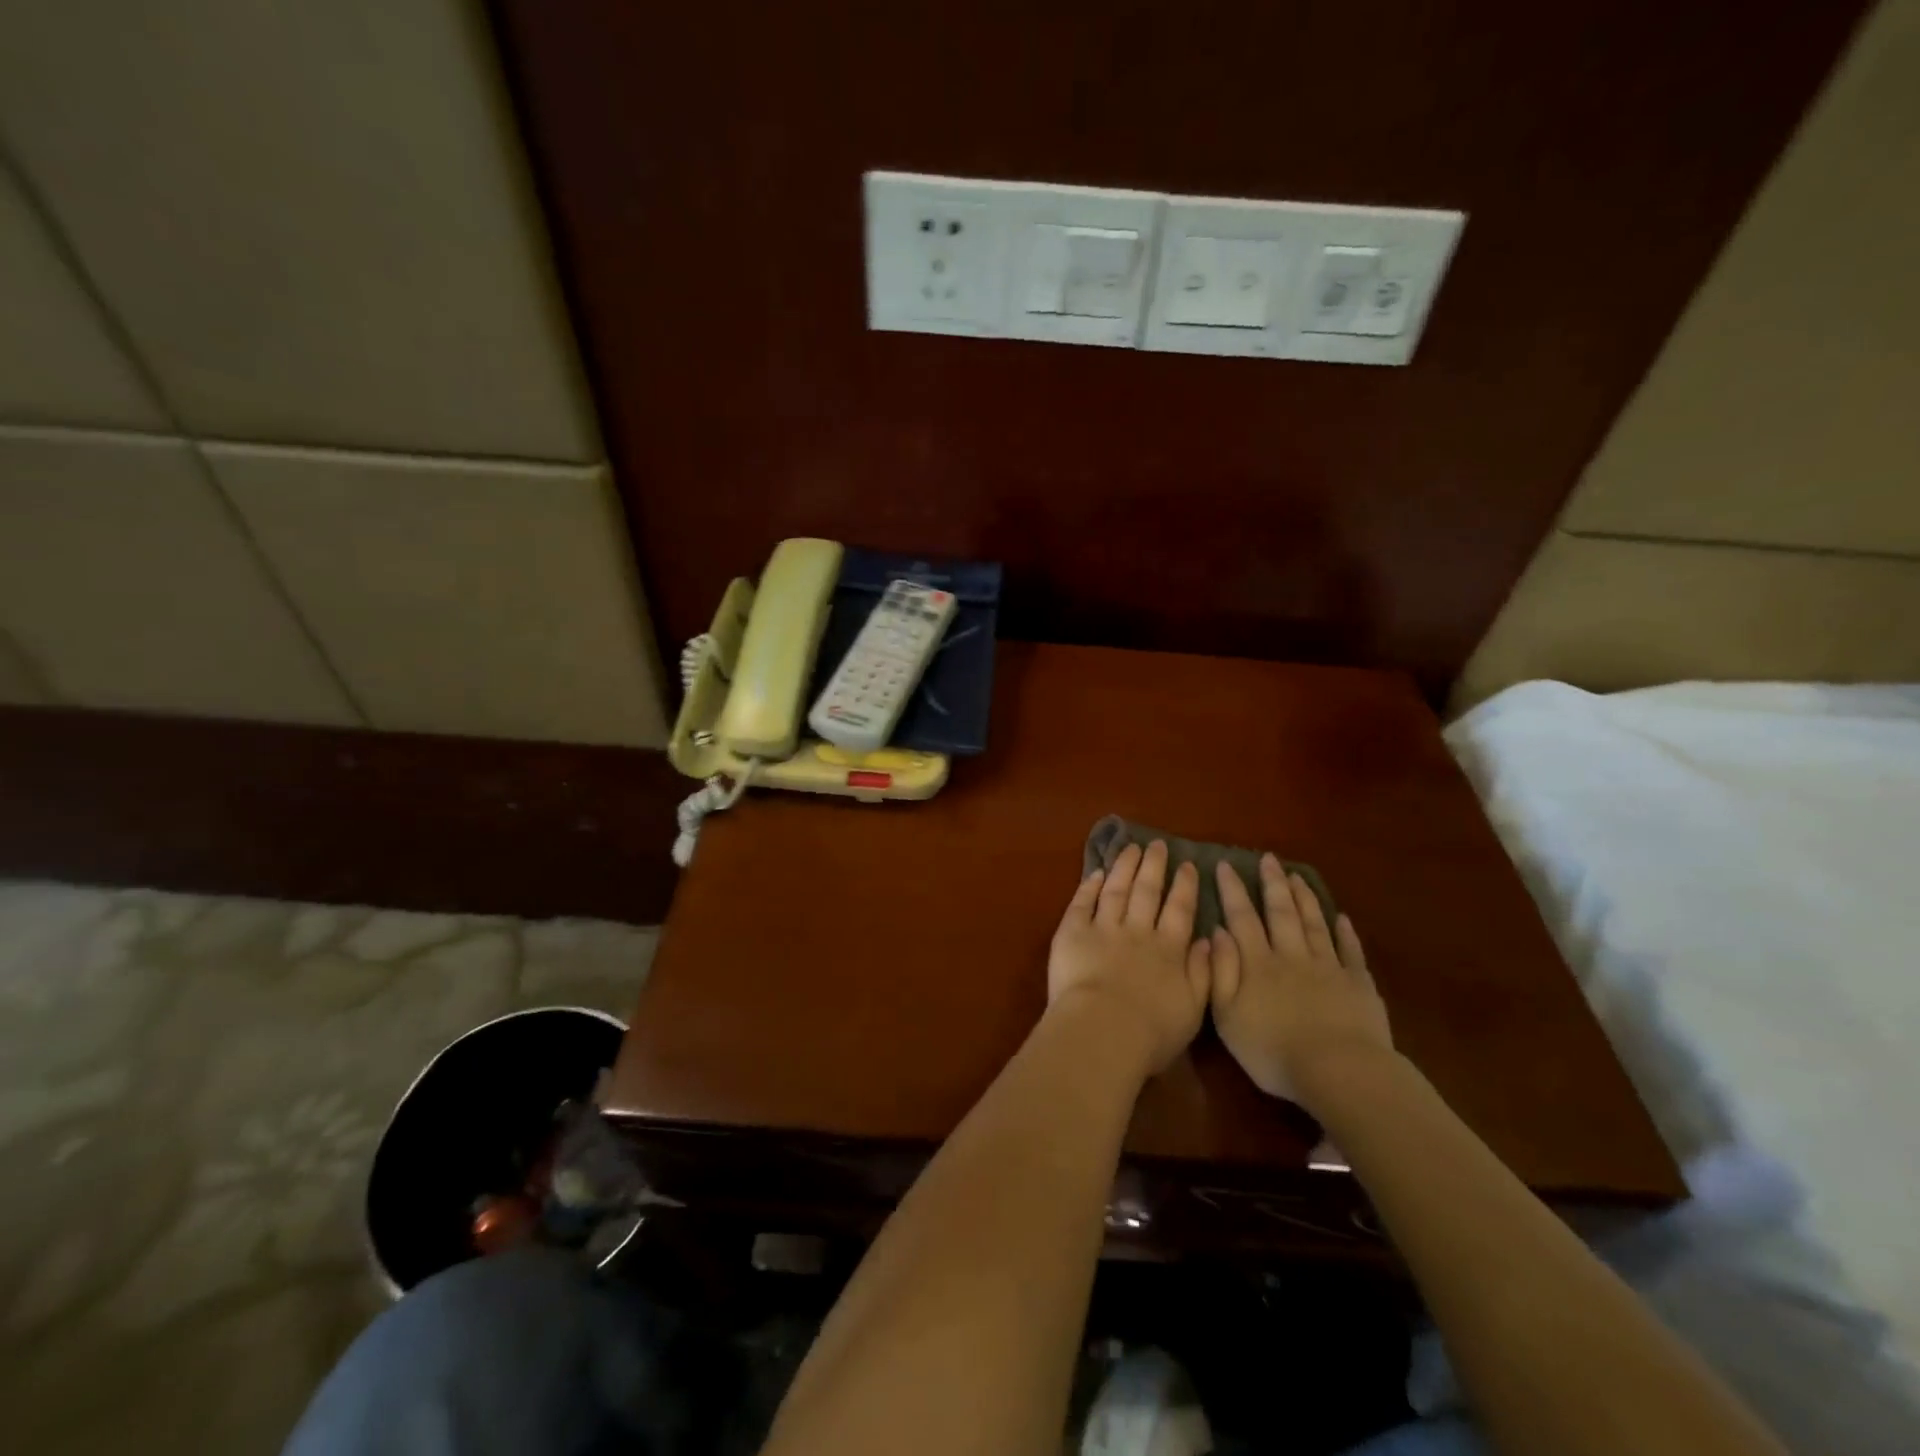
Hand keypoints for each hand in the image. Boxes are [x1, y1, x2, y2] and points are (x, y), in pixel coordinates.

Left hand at [1048, 842, 1211, 1075]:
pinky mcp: (1072, 932)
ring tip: (1131, 848)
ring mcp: (1103, 927)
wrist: (1103, 1031)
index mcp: (1168, 950)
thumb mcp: (1193, 1009)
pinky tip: (1095, 872)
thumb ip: (1203, 972)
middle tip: (1158, 845)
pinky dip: (1089, 885)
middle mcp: (1138, 931)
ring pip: (1116, 889)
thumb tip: (1208, 940)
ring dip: (1124, 867)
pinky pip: (1082, 902)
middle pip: (1147, 891)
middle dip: (1154, 866)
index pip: (1180, 910)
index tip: (1188, 866)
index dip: (1185, 887)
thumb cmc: (1151, 1031)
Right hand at [1210, 855, 1392, 1105]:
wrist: (1338, 1071)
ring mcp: (1328, 967)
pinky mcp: (1358, 984)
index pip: (1241, 918)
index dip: (1232, 890)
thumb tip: (1216, 931)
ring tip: (1297, 876)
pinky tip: (1341, 918)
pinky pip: (1350, 951)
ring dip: (1304, 898)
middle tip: (1268, 859)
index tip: (1225, 864)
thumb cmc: (1273, 1050)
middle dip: (1272, 884)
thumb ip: (1221, 971)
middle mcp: (1291, 956)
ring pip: (1314, 924)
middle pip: (1281, 913)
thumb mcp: (1228, 1016)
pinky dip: (1345, 932)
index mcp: (1258, 964)